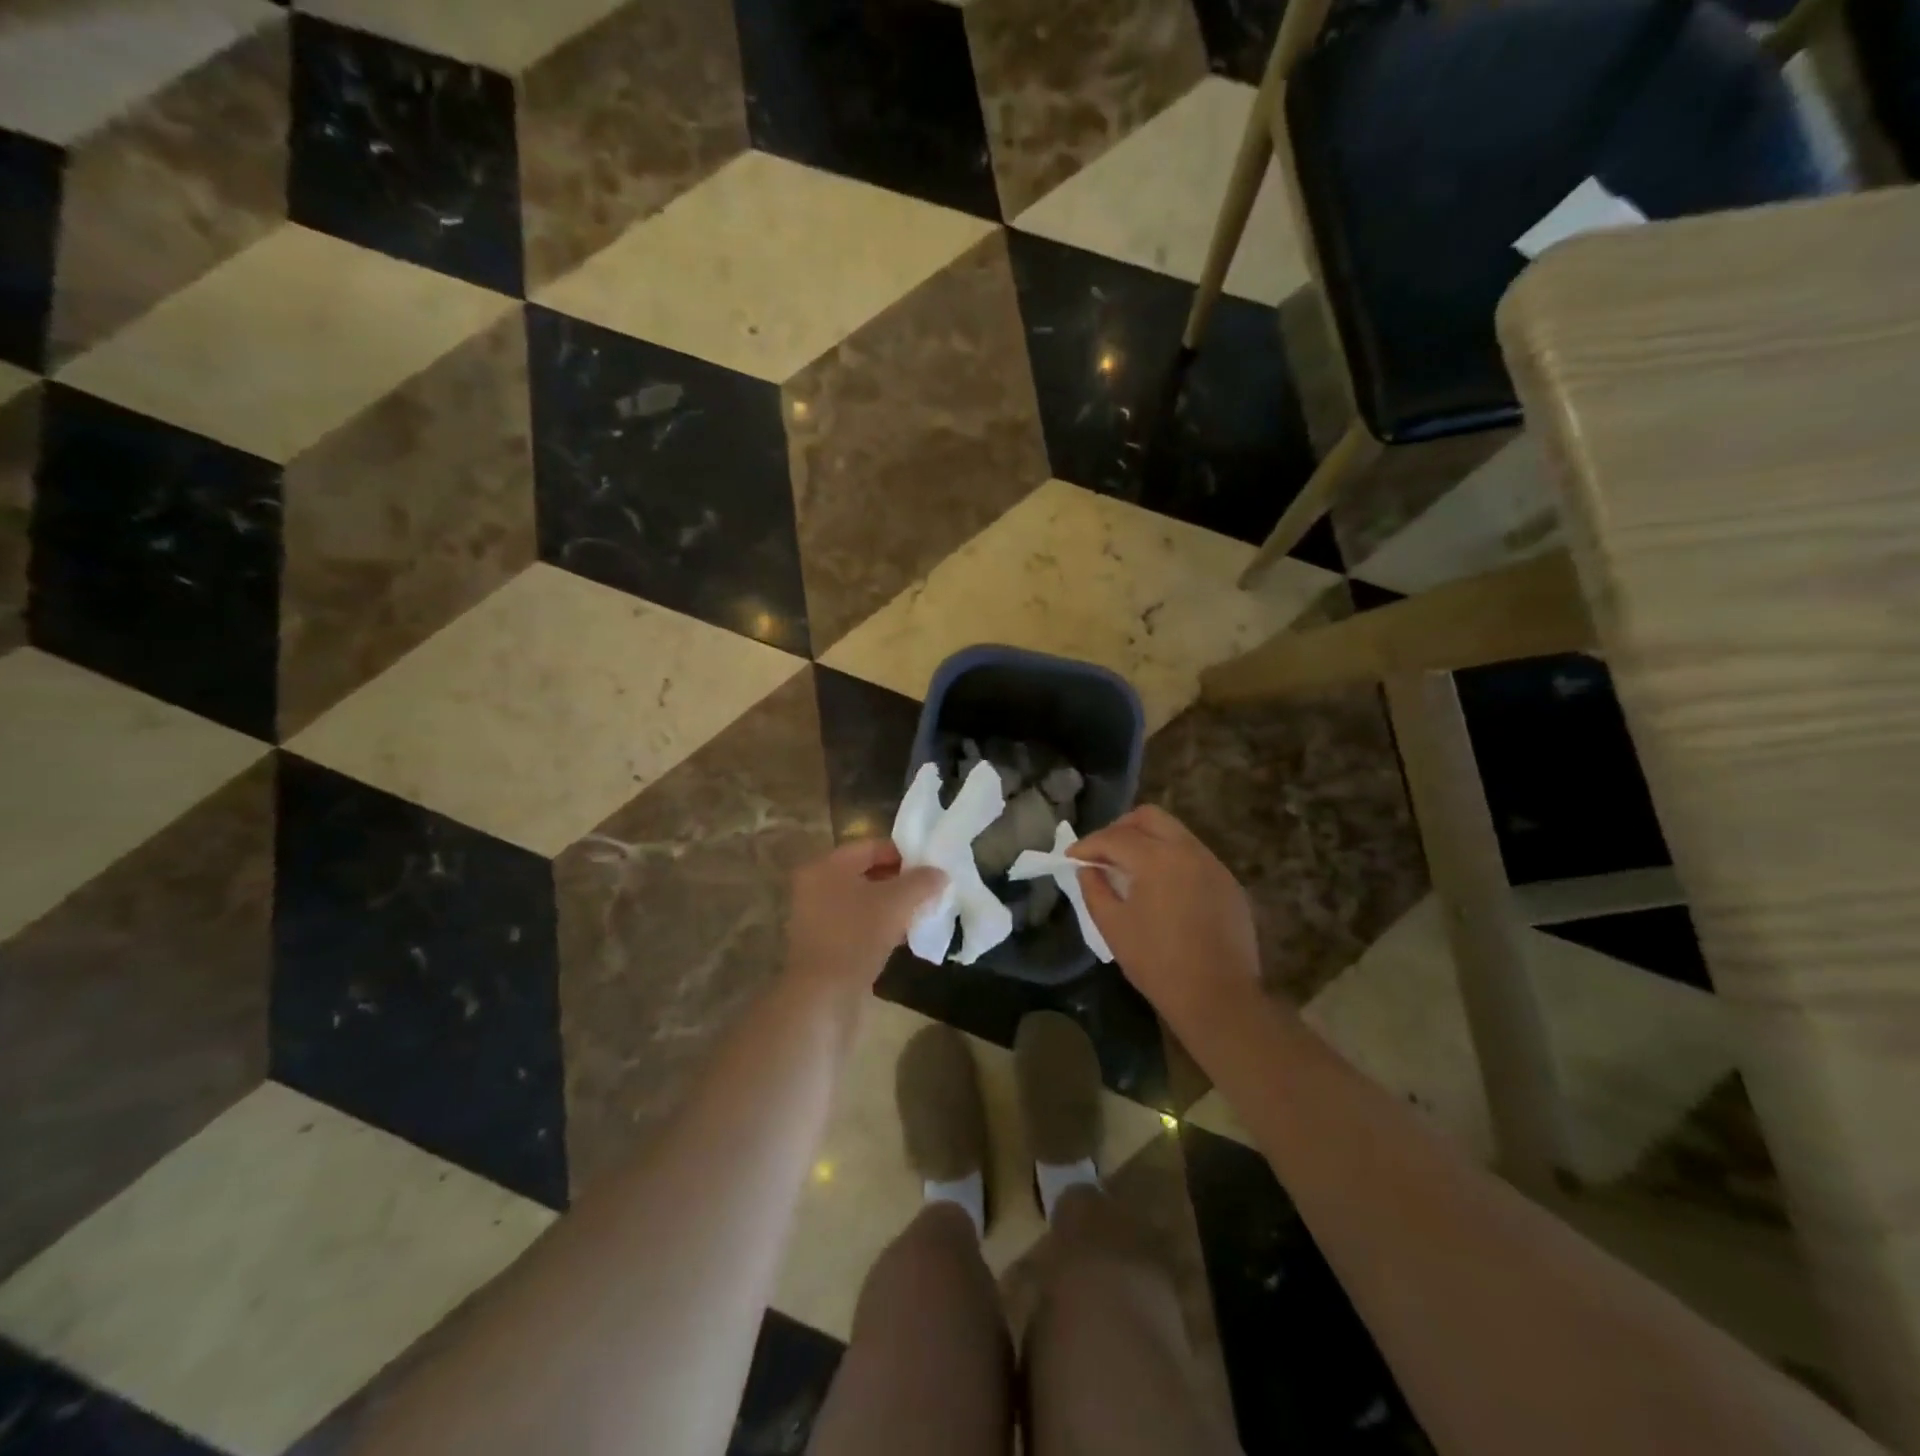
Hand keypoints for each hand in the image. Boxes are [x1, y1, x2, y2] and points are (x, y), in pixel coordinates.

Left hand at [785, 840, 946, 994]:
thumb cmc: (857, 936)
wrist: (823, 997)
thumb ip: (921, 882)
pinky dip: (879, 926)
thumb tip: (940, 873)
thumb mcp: (897, 902)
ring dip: (891, 906)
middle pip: (866, 873)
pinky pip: (856, 925)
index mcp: (826, 866)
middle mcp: (816, 886)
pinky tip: (903, 937)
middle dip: (900, 881)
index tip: (931, 866)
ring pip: (862, 902)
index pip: (871, 846)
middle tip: (930, 890)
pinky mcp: (823, 946)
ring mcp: (817, 918)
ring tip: (921, 913)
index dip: (904, 853)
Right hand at [1072, 806, 1261, 1032]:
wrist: (1218, 998)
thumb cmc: (1157, 963)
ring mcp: (1214, 865)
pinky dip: (1171, 859)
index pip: (1115, 837)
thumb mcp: (1113, 927)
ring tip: (1129, 868)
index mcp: (1157, 859)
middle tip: (1102, 852)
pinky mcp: (1229, 883)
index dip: (1088, 844)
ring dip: (1148, 841)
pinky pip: (1194, 856)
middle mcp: (1188, 851)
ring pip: (1175, 833)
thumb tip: (1089, 869)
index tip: (1071, 856)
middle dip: (1120, 828)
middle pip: (1150, 817)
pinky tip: (1162, 888)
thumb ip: (1094, 889)